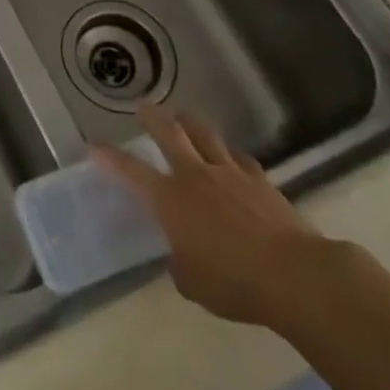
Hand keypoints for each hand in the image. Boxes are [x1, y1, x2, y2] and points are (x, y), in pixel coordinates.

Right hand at [93, 106, 342, 329]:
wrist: (293, 274)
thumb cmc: (234, 282)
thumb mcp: (192, 283)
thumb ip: (179, 263)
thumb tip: (180, 256)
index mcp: (170, 199)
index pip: (131, 170)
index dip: (110, 158)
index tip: (95, 147)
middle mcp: (195, 176)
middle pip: (169, 133)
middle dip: (153, 117)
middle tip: (143, 106)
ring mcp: (230, 173)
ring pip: (205, 135)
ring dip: (191, 124)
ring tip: (184, 118)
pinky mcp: (260, 180)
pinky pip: (239, 157)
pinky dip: (229, 154)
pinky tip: (230, 157)